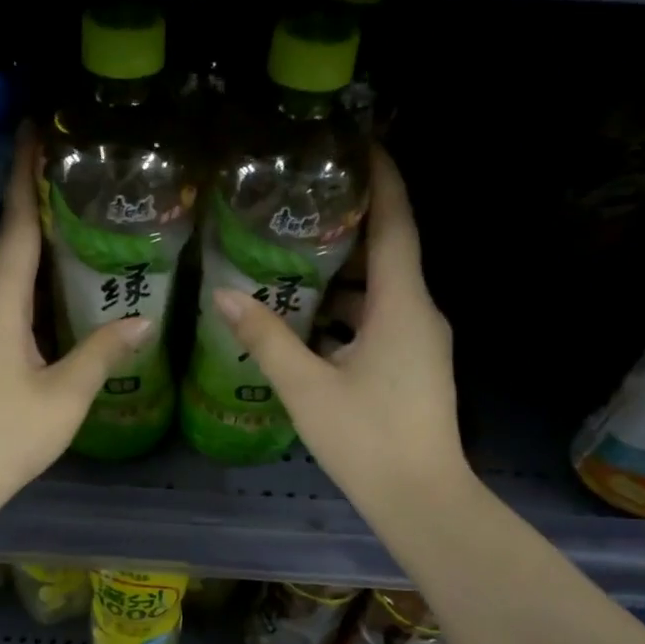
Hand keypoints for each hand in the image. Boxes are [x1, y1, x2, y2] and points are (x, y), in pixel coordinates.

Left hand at [0, 126, 154, 513]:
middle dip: (30, 199)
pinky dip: (25, 275)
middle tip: (64, 169)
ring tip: (64, 215)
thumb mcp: (64, 396)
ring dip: (28, 238)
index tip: (35, 133)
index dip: (29, 180)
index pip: (18, 228)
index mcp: (0, 305)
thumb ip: (102, 353)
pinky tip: (49, 283)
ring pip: (3, 270)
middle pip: (7, 241)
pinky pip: (2, 295)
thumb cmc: (5, 436)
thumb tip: (143, 321)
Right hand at [209, 146, 476, 519]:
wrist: (422, 499)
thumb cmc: (367, 438)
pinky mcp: (414, 366)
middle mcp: (419, 313)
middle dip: (349, 225)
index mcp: (401, 305)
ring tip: (290, 259)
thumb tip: (223, 295)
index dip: (383, 180)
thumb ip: (266, 337)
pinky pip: (380, 321)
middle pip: (386, 254)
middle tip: (300, 204)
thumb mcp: (307, 387)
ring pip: (380, 292)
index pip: (396, 225)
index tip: (360, 144)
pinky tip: (306, 321)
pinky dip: (347, 311)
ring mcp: (421, 342)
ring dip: (341, 275)